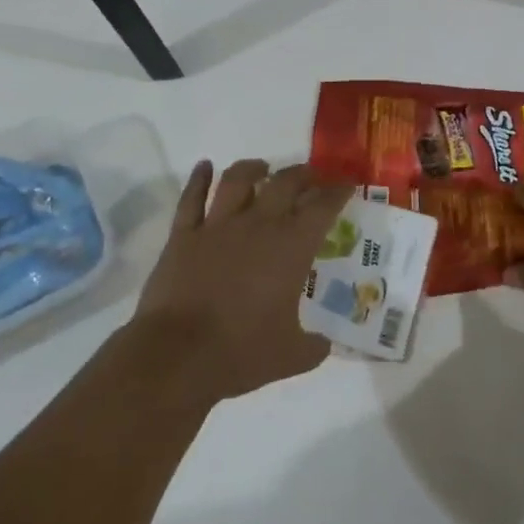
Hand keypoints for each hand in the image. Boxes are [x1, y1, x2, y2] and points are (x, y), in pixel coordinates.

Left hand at [130, 159, 352, 404]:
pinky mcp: (183, 234)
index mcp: (290, 248)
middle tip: (310, 176)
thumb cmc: (241, 352)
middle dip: (302, 174)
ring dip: (253, 168)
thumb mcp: (291, 356)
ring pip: (237, 180)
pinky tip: (204, 166)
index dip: (337, 192)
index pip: (322, 208)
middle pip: (284, 183)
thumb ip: (313, 346)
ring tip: (262, 167)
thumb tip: (324, 344)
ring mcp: (216, 226)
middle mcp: (257, 225)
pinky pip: (191, 198)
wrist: (177, 354)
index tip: (346, 185)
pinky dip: (198, 178)